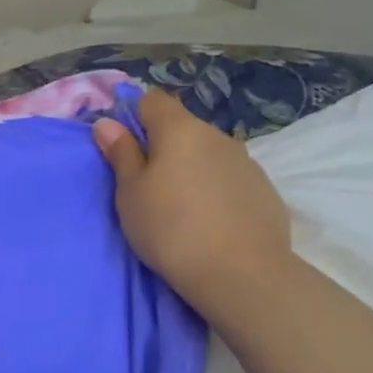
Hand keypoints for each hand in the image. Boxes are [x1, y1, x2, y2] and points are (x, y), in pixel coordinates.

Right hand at [92, 89, 291, 316]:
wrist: (240, 272)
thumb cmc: (170, 228)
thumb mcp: (131, 193)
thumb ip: (121, 154)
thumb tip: (108, 123)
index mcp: (180, 130)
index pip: (153, 100)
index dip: (134, 117)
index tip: (123, 148)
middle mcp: (216, 135)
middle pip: (182, 128)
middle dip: (162, 147)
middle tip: (146, 187)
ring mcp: (246, 161)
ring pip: (206, 153)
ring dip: (189, 169)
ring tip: (179, 208)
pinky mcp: (264, 188)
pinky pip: (228, 177)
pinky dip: (214, 189)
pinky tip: (209, 221)